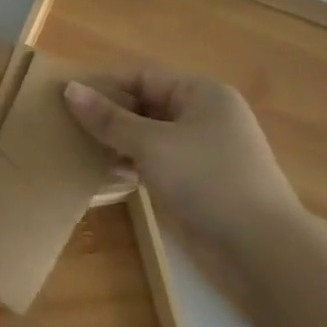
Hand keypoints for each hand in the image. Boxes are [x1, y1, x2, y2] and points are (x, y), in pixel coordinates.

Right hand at [64, 64, 302, 287]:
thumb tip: (69, 89)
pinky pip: (157, 162)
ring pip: (149, 135)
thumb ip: (108, 118)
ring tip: (79, 149)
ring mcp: (203, 151)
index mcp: (202, 94)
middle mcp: (205, 116)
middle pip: (146, 104)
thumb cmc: (206, 180)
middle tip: (67, 125)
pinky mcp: (198, 181)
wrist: (261, 250)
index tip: (65, 98)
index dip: (105, 85)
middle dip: (109, 115)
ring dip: (118, 142)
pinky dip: (132, 164)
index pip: (142, 77)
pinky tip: (106, 174)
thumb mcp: (151, 144)